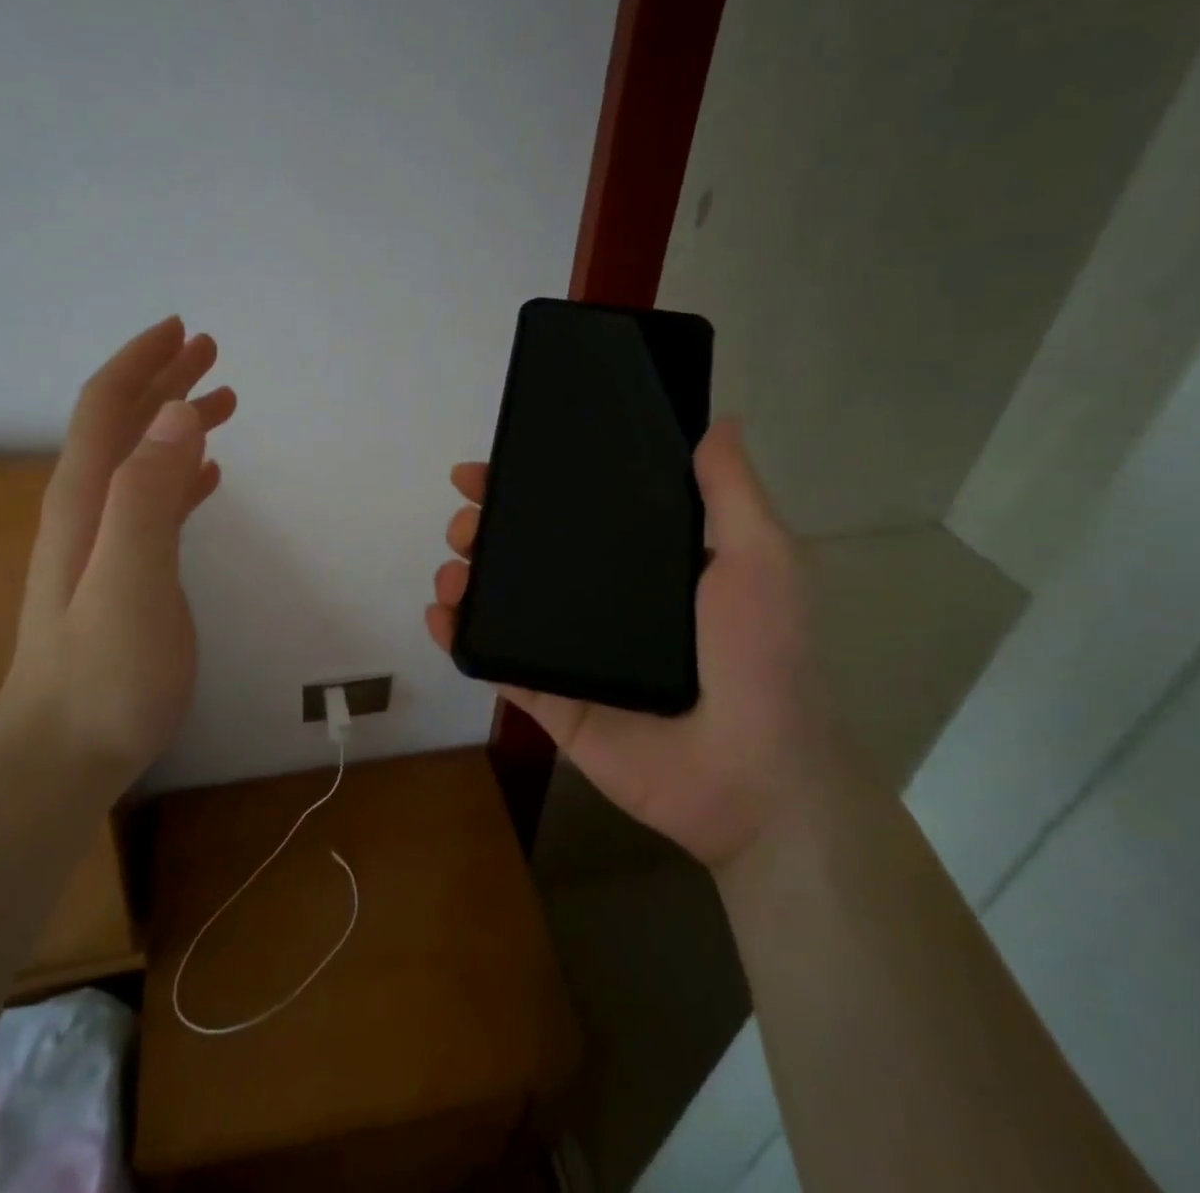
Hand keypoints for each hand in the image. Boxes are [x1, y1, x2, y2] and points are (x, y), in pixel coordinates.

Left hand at [0, 317, 236, 782]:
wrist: (63, 754)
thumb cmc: (104, 674)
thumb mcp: (130, 580)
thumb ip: (147, 495)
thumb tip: (174, 413)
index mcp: (86, 498)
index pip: (106, 406)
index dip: (141, 362)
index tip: (183, 330)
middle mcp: (89, 509)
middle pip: (123, 424)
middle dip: (163, 379)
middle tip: (211, 352)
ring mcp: (104, 542)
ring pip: (141, 459)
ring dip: (176, 421)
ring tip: (221, 401)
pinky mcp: (124, 572)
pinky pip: (154, 502)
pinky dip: (180, 473)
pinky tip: (207, 474)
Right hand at [425, 419, 844, 870]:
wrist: (753, 777)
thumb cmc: (759, 657)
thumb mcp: (759, 559)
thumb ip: (731, 493)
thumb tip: (718, 421)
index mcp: (644, 565)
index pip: (575, 511)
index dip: (530, 485)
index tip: (489, 468)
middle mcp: (602, 602)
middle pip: (528, 554)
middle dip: (486, 528)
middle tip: (465, 523)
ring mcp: (571, 652)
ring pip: (503, 605)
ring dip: (466, 578)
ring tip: (451, 570)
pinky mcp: (551, 700)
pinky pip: (496, 665)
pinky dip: (459, 640)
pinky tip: (440, 616)